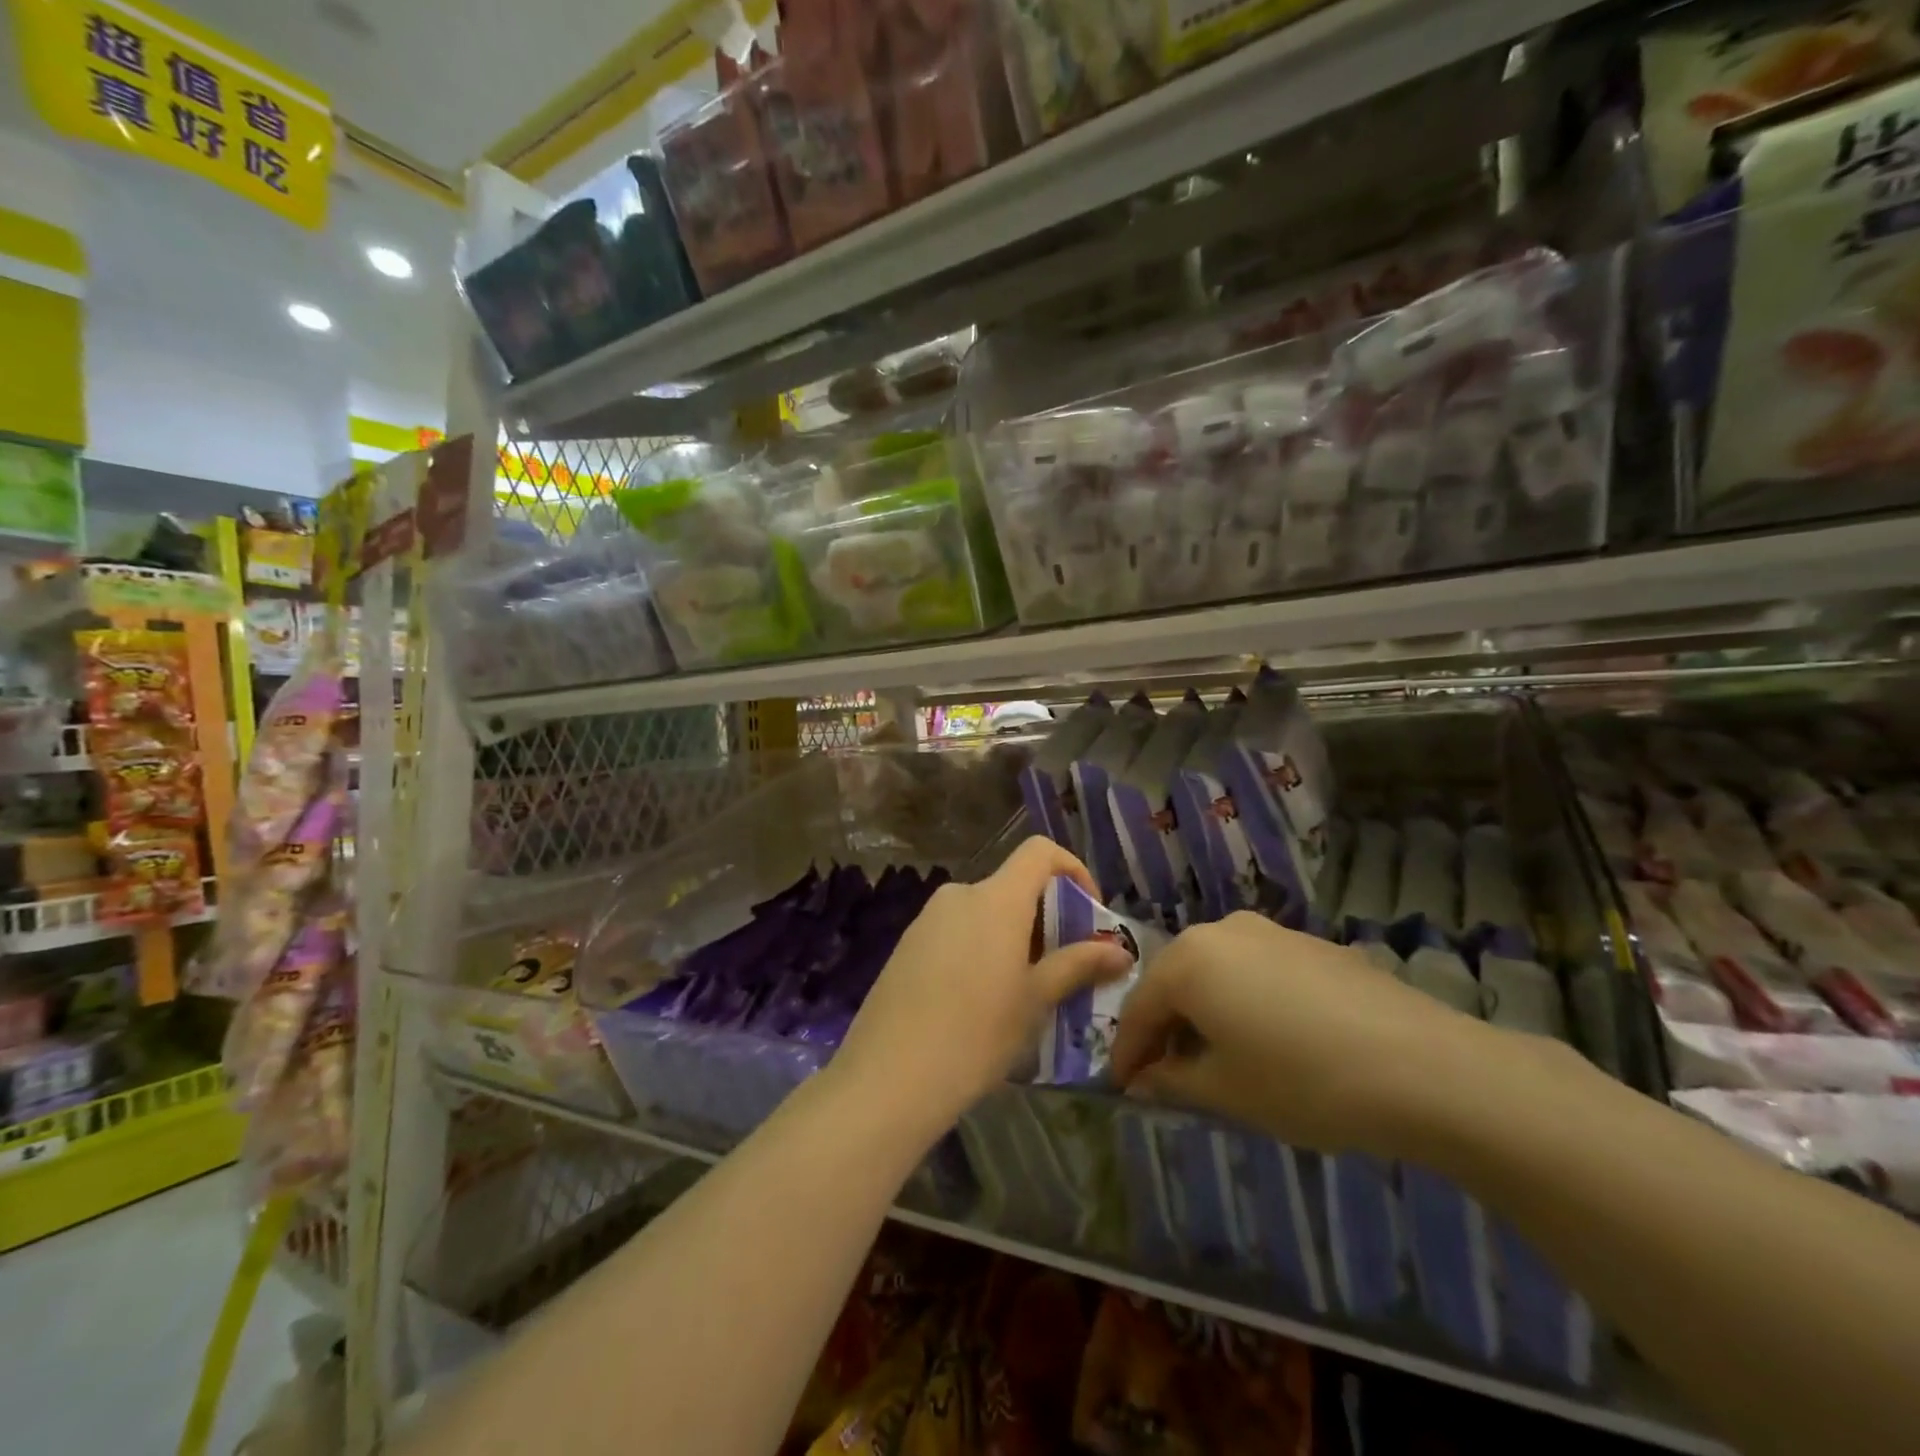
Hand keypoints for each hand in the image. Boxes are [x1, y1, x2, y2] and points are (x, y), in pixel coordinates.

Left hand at [832, 836, 1134, 1129]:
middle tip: (1060, 967)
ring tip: (1022, 991)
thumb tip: (1122, 952)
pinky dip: (979, 948)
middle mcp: (960, 894)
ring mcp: (927, 918)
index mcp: (996, 898)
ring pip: (984, 911)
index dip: (1072, 870)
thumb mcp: (1035, 1000)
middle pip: (1012, 886)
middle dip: (1044, 917)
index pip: (1039, 852)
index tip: (1088, 912)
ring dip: (1012, 936)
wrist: (889, 1076)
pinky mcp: (907, 944)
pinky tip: (977, 1001)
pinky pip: (956, 931)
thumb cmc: (976, 1034)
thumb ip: (1078, 965)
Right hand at [1109, 912, 1498, 1157]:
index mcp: (1188, 960)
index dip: (1128, 1052)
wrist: (1423, 1066)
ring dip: (1207, 1011)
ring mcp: (1270, 932)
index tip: (1123, 1086)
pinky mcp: (1311, 944)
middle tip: (1167, 1074)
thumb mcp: (1226, 1091)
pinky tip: (1270, 1038)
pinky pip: (1257, 970)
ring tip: (1219, 1057)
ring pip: (1217, 972)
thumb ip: (1172, 1081)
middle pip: (1176, 981)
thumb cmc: (1303, 1081)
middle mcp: (1221, 931)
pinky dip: (1245, 1000)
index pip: (1139, 1007)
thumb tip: (1145, 1079)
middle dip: (1167, 1027)